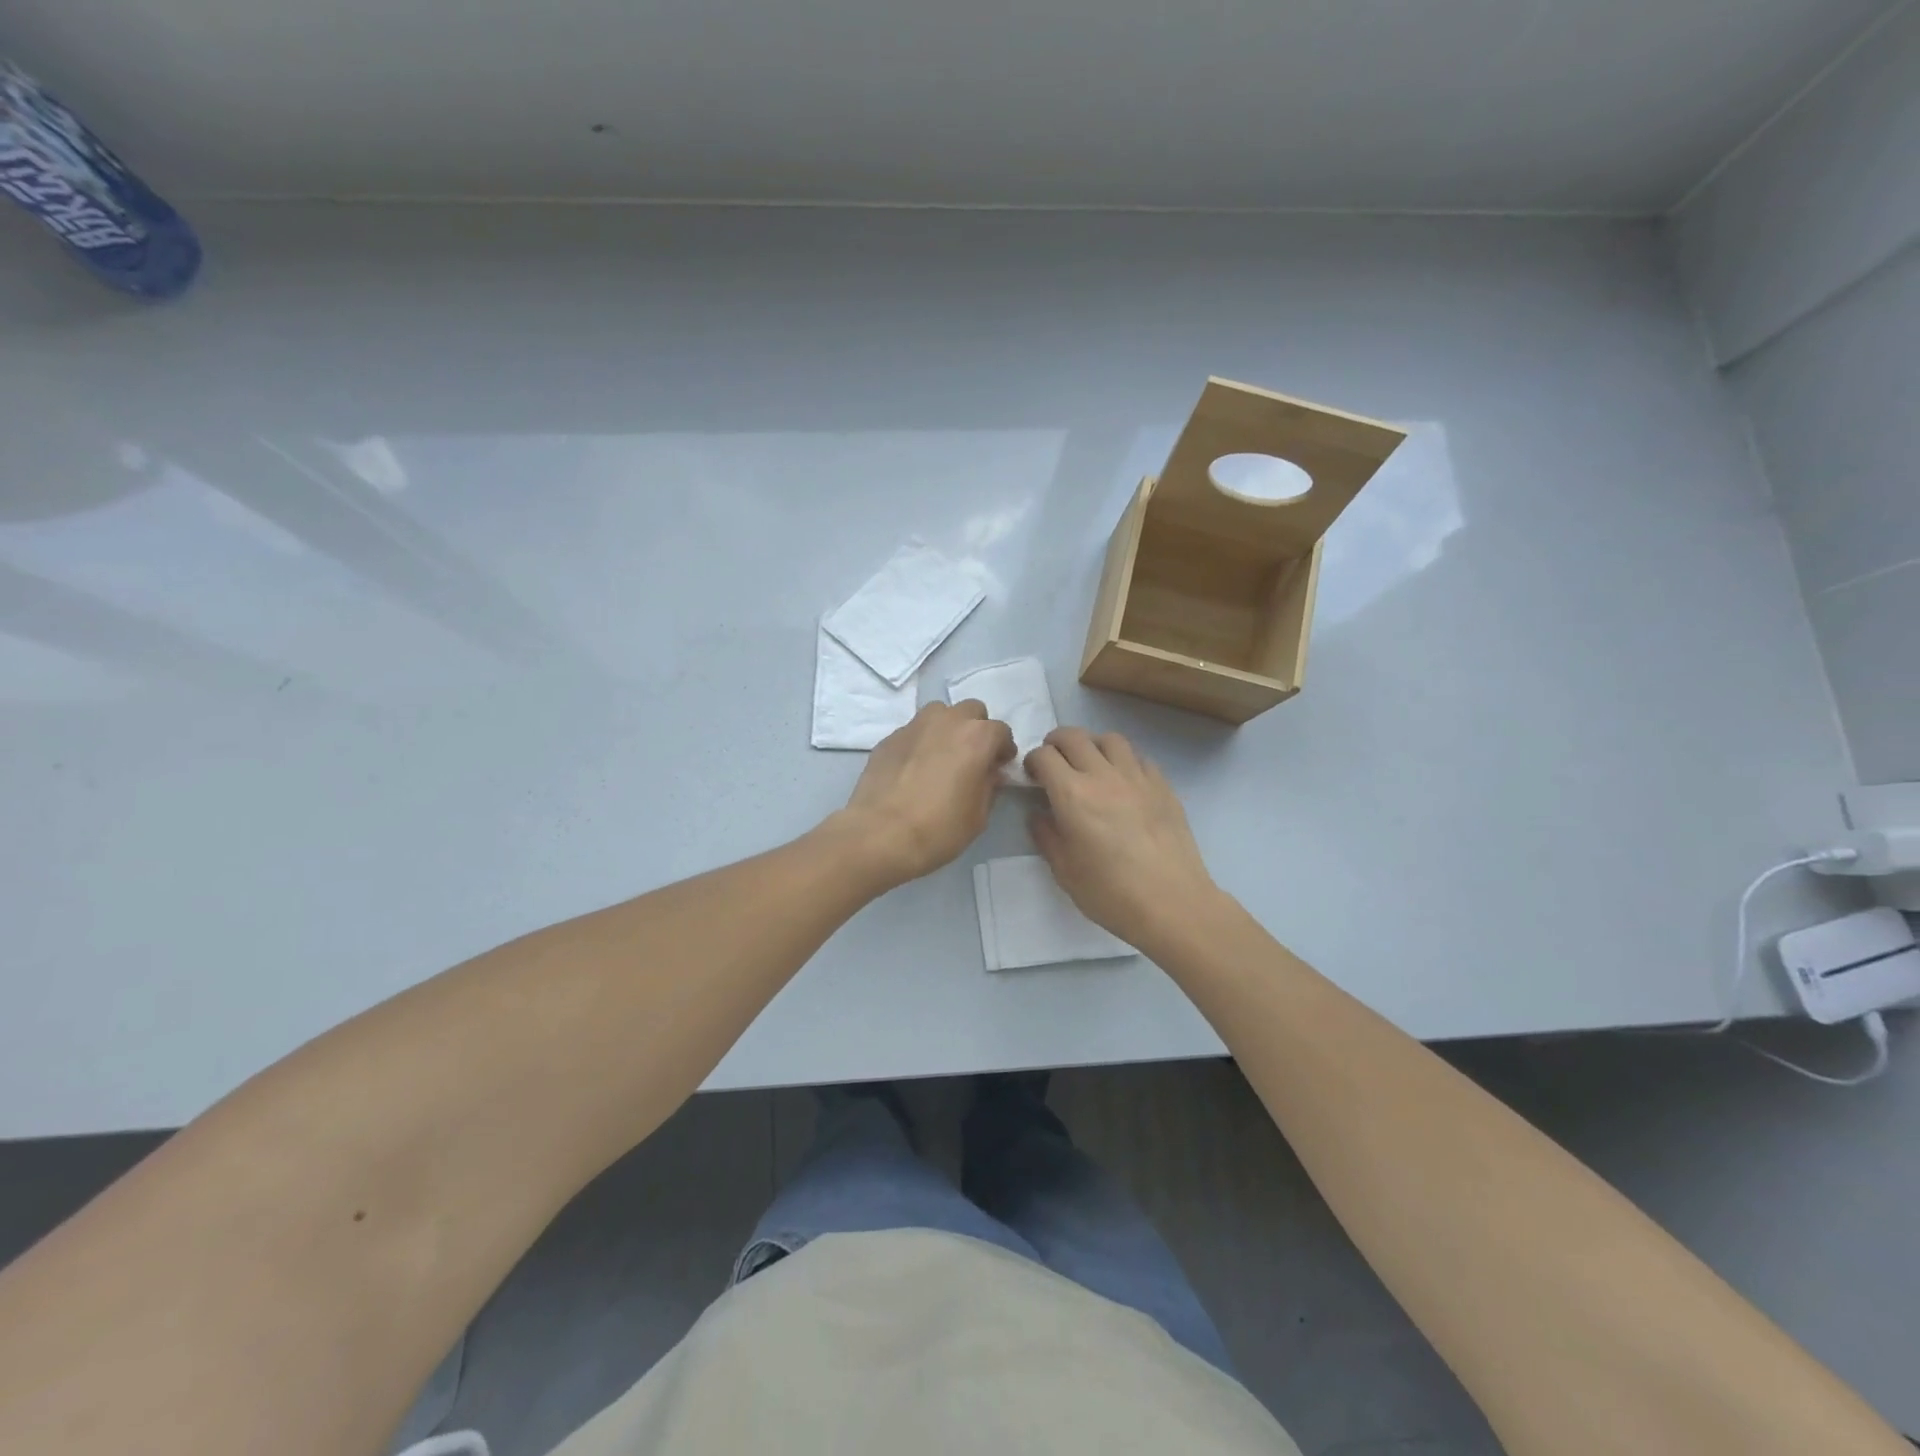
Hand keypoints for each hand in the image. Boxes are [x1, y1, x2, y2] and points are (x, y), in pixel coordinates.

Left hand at [837, 701, 1014, 888]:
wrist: (880, 834)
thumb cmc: (939, 828)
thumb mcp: (978, 816)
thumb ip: (989, 786)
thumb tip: (990, 773)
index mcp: (977, 737)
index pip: (1001, 731)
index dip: (1003, 750)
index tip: (999, 768)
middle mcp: (947, 721)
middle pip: (971, 711)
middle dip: (976, 729)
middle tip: (972, 757)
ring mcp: (914, 726)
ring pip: (939, 713)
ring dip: (947, 728)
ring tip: (942, 756)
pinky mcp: (889, 738)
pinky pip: (913, 731)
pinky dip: (921, 742)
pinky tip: (914, 769)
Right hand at [1025, 727, 1220, 950]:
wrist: (1173, 904)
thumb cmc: (1111, 893)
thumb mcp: (1064, 871)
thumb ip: (1046, 836)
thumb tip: (1039, 814)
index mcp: (1073, 795)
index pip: (1044, 756)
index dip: (1033, 761)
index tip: (1032, 777)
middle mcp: (1104, 776)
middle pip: (1074, 736)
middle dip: (1056, 743)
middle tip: (1053, 762)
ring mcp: (1137, 777)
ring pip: (1110, 739)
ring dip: (1092, 745)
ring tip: (1089, 764)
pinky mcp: (1163, 786)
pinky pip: (1138, 758)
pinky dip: (1123, 760)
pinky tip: (1123, 781)